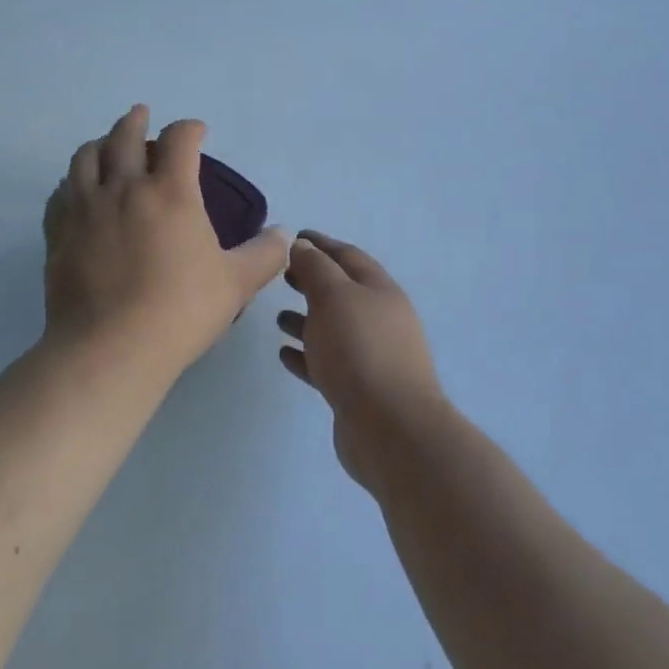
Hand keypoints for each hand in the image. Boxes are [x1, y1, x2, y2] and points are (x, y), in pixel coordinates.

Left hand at [43, 106, 290, 378]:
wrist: (111, 348)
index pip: (179, 139)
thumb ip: (264, 254)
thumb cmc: (180, 310)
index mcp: (170, 192)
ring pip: (86, 157)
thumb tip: (283, 234)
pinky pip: (61, 193)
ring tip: (105, 142)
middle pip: (125, 136)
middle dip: (136, 121)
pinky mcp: (58, 232)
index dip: (190, 128)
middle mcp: (125, 188)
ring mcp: (85, 208)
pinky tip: (75, 189)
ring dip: (99, 142)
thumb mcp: (236, 283)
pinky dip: (71, 181)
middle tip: (141, 114)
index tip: (197, 131)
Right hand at [277, 232, 447, 490]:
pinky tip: (284, 354)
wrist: (390, 429)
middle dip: (312, 281)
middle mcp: (380, 320)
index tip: (292, 239)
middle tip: (282, 275)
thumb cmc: (359, 349)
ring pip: (334, 329)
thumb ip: (315, 267)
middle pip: (342, 291)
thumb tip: (302, 245)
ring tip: (277, 317)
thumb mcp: (333, 296)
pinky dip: (306, 355)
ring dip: (307, 320)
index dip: (320, 244)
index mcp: (380, 290)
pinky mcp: (358, 391)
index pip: (347, 256)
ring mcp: (371, 357)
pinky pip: (328, 364)